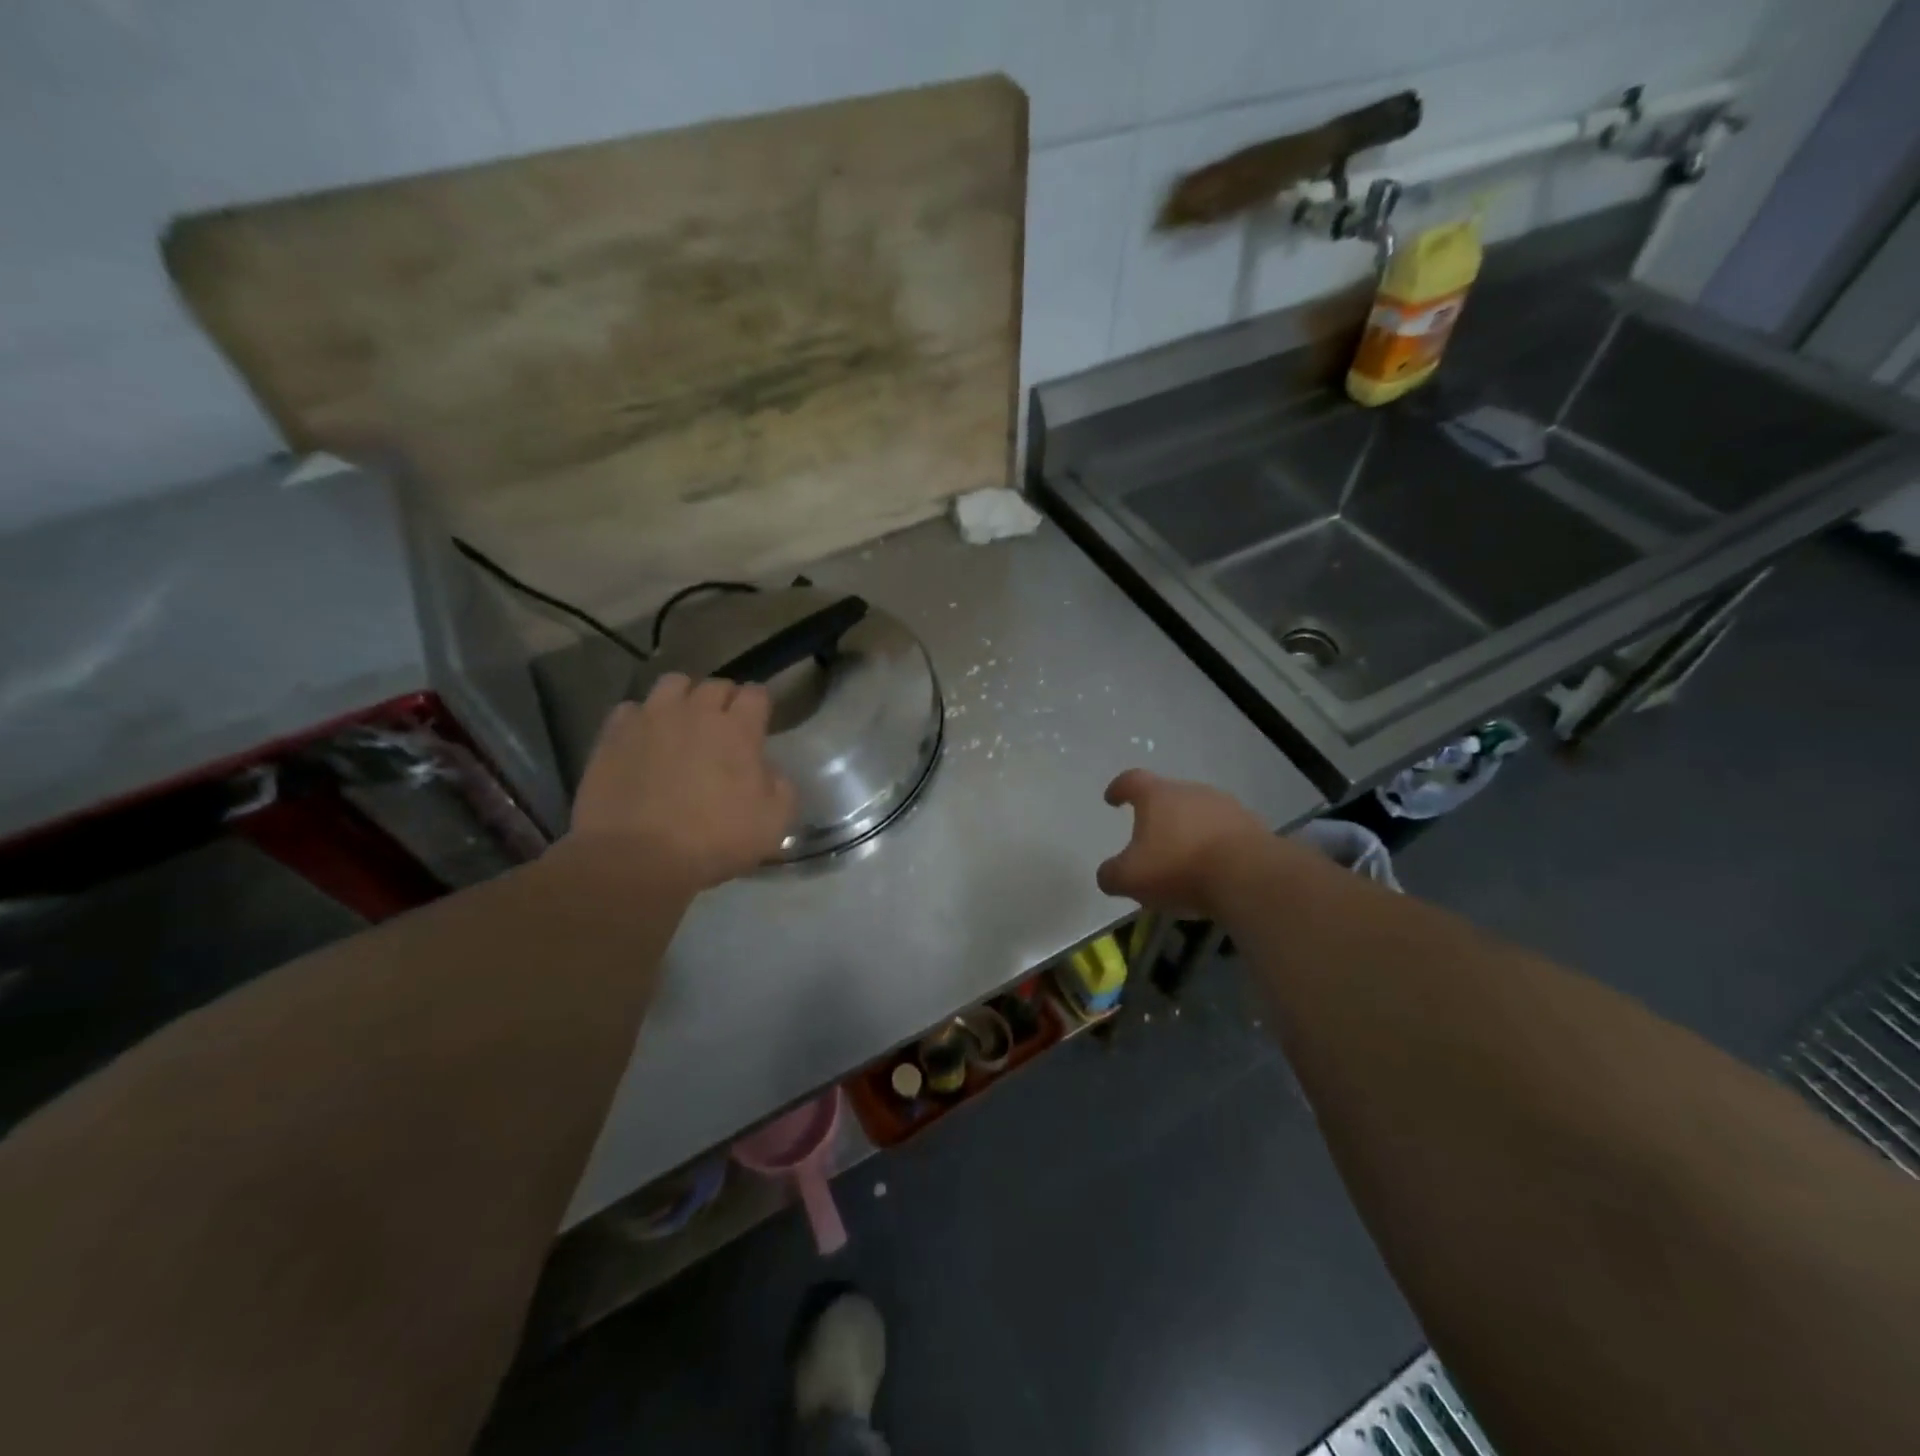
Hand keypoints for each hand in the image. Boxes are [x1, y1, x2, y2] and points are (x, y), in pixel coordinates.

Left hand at [570, 674, 796, 890]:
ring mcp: (651, 719)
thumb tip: (769, 772)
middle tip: (724, 727)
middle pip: (716, 685)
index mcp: (738, 730)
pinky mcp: (613, 734)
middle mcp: (696, 712)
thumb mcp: (773, 824)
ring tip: (682, 723)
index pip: (756, 694)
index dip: (760, 705)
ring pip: (672, 684)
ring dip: (683, 697)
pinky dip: (642, 719)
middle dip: (724, 700)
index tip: (759, 722)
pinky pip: (632, 709)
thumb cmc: (713, 842)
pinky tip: (644, 741)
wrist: (635, 858)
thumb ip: (781, 788)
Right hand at [1097, 770, 1270, 915]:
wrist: (1249, 876)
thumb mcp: (1130, 879)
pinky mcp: (1254, 827)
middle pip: (1169, 795)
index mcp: (1157, 795)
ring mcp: (1227, 807)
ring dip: (1189, 830)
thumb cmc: (1179, 868)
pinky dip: (1215, 845)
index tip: (1112, 799)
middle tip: (1149, 839)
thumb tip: (1109, 874)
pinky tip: (1213, 869)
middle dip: (1158, 815)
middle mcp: (1192, 791)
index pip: (1132, 780)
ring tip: (1183, 858)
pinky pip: (1225, 832)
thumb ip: (1111, 874)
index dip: (1119, 788)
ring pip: (1199, 813)